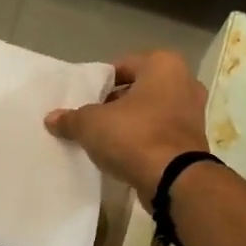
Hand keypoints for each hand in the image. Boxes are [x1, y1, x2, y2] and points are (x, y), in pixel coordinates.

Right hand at [44, 50, 210, 202]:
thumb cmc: (135, 136)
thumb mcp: (91, 124)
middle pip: (138, 89)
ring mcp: (194, 112)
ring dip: (130, 123)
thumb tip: (51, 119)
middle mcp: (185, 82)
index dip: (98, 84)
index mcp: (163, 65)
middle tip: (91, 120)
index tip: (83, 101)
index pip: (121, 66)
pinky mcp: (193, 140)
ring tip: (105, 138)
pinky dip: (145, 139)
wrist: (175, 181)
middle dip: (115, 103)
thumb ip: (71, 118)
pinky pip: (161, 133)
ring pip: (151, 112)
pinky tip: (124, 154)